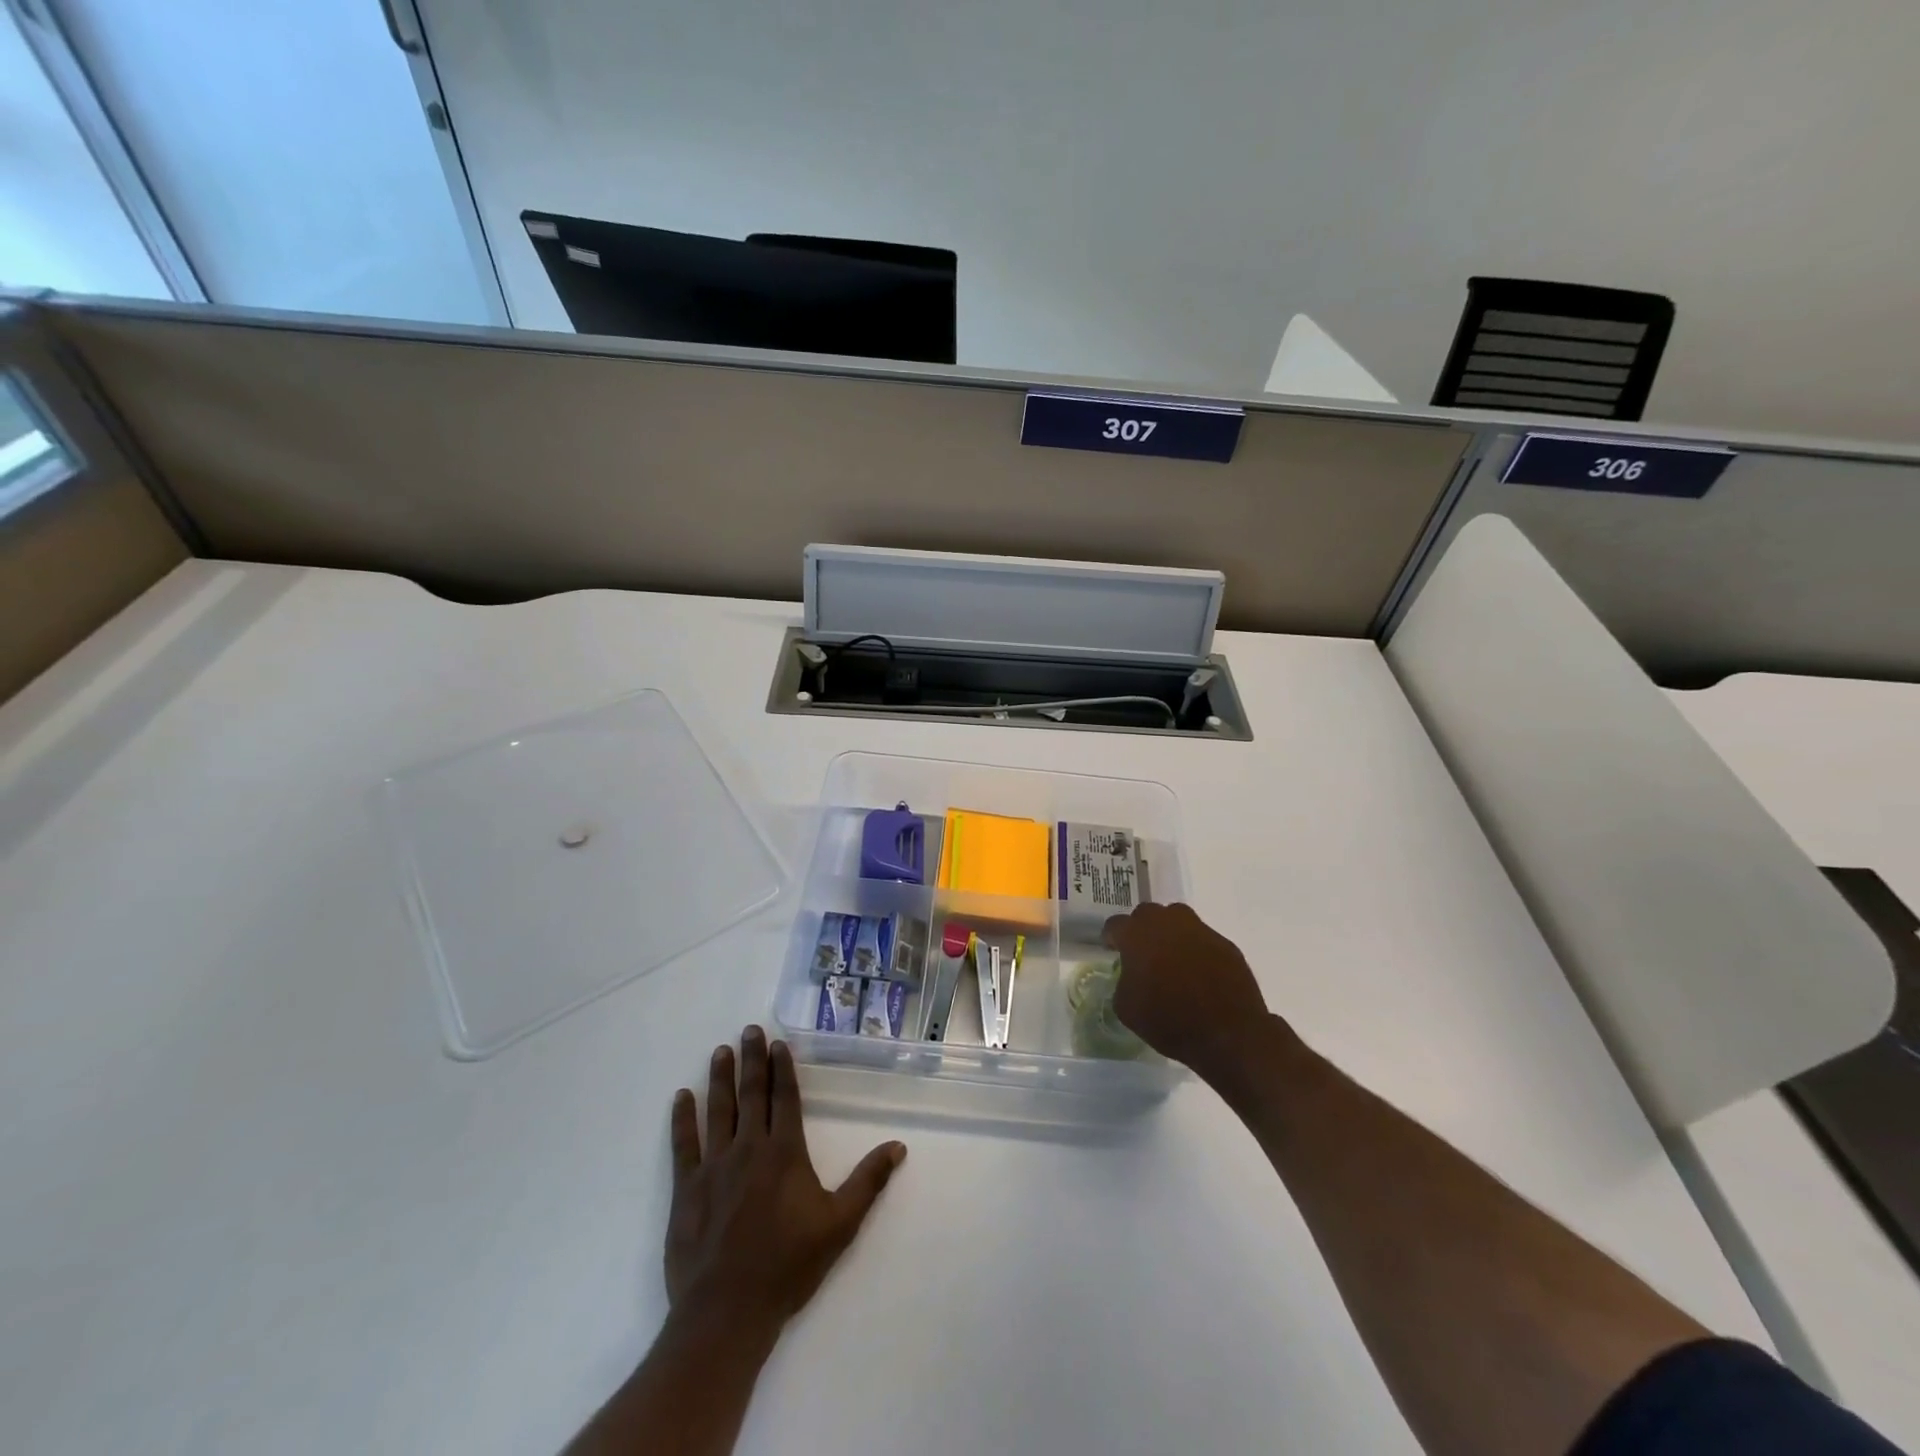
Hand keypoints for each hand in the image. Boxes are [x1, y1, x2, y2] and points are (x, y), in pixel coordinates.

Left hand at [665, 1026, 905, 1345]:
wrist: (728, 1312)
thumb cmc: (788, 1266)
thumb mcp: (840, 1225)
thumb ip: (868, 1182)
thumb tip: (898, 1146)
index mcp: (785, 1153)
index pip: (785, 1099)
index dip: (783, 1069)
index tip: (778, 1043)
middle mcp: (749, 1148)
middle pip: (752, 1094)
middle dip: (752, 1060)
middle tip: (748, 1030)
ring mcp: (715, 1166)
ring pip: (718, 1111)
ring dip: (720, 1079)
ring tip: (720, 1051)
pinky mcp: (687, 1189)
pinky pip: (684, 1144)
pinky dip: (682, 1119)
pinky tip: (681, 1097)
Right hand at [1102, 903, 1282, 1083]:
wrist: (1228, 1035)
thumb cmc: (1169, 1021)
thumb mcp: (1127, 1008)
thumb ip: (1123, 982)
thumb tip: (1132, 976)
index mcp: (1137, 935)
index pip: (1115, 924)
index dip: (1111, 938)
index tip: (1113, 950)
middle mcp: (1167, 922)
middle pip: (1147, 914)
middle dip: (1141, 929)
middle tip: (1142, 953)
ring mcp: (1199, 930)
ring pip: (1178, 919)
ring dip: (1170, 932)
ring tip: (1172, 958)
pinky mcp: (1225, 944)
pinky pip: (1203, 939)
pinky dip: (1197, 950)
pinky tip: (1199, 973)